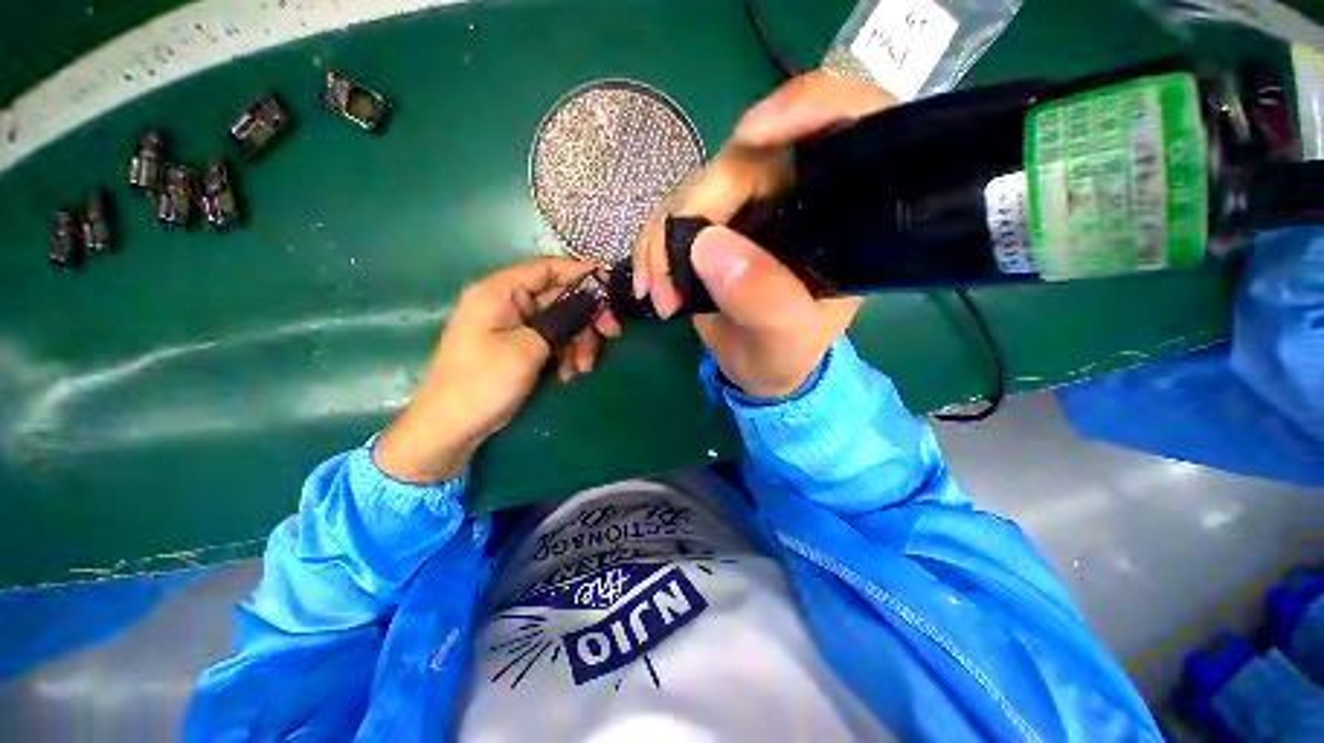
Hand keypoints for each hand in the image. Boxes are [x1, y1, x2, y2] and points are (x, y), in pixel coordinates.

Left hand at [375, 258, 620, 482]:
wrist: (453, 427)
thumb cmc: (483, 381)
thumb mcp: (528, 348)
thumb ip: (563, 319)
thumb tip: (592, 301)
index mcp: (500, 291)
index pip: (547, 268)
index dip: (581, 273)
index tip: (611, 287)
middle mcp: (508, 302)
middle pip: (560, 297)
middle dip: (587, 318)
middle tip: (612, 334)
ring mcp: (516, 326)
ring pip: (561, 322)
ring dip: (578, 342)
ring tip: (582, 368)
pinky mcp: (522, 346)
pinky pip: (553, 340)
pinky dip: (565, 354)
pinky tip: (568, 374)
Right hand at [632, 72, 894, 397]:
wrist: (757, 366)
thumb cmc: (786, 353)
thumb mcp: (785, 338)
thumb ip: (763, 300)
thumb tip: (708, 245)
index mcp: (836, 213)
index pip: (847, 123)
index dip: (806, 107)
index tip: (751, 134)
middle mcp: (794, 195)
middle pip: (741, 160)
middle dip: (692, 213)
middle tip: (669, 280)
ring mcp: (747, 205)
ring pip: (693, 188)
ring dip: (662, 240)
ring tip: (659, 296)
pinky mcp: (711, 223)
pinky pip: (670, 214)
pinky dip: (652, 247)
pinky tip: (649, 285)